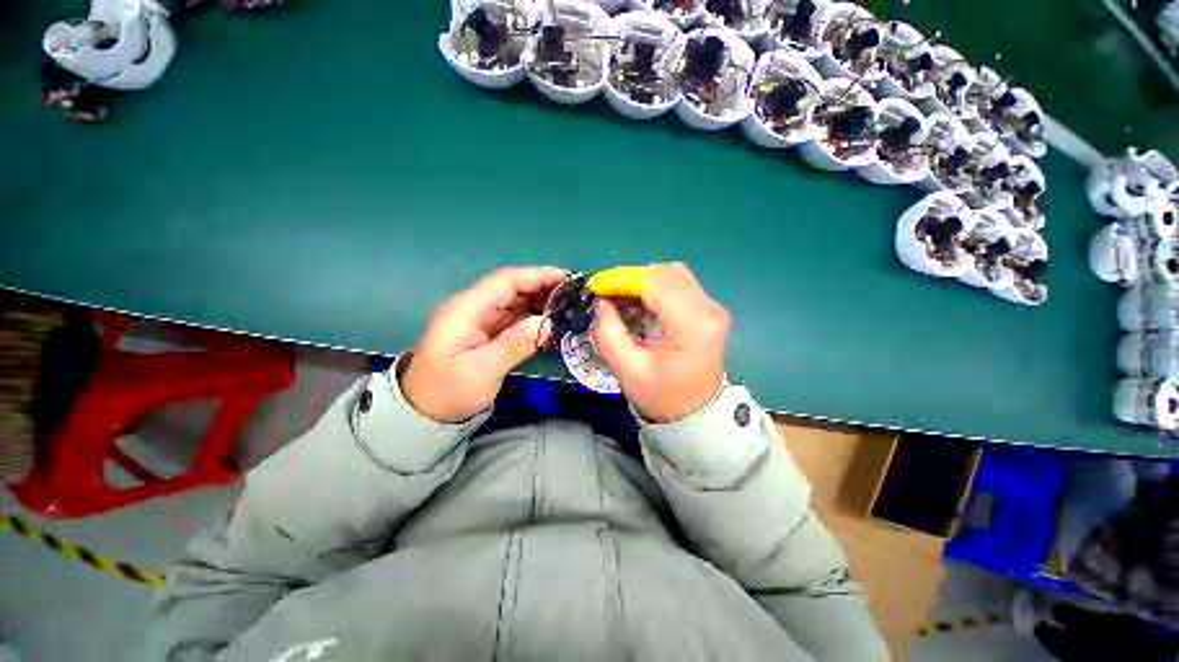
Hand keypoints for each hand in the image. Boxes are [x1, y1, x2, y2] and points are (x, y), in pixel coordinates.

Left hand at [401, 266, 566, 422]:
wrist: (423, 414)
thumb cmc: (448, 392)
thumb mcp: (482, 371)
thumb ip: (515, 344)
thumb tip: (548, 323)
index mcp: (467, 309)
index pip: (506, 281)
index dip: (538, 276)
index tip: (567, 279)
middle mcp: (473, 308)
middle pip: (512, 288)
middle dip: (543, 287)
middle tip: (575, 295)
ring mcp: (480, 320)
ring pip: (515, 302)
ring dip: (541, 301)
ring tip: (569, 307)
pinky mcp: (486, 332)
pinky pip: (514, 318)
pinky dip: (533, 317)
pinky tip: (551, 323)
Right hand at [593, 262, 729, 422]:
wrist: (696, 415)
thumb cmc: (661, 397)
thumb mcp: (627, 370)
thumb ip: (609, 332)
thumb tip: (602, 302)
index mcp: (693, 325)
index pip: (655, 284)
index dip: (623, 279)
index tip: (598, 287)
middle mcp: (708, 309)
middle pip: (666, 273)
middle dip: (632, 279)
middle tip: (609, 296)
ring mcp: (711, 308)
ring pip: (672, 275)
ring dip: (644, 283)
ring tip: (623, 300)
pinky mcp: (707, 310)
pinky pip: (678, 285)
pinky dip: (655, 289)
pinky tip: (640, 305)